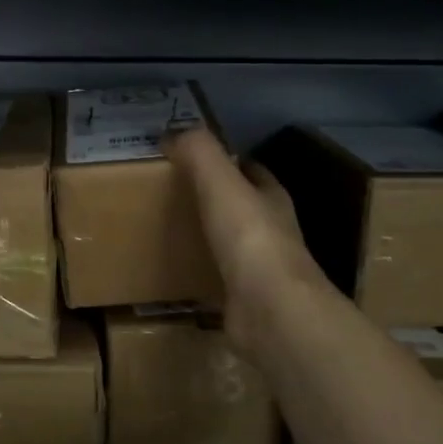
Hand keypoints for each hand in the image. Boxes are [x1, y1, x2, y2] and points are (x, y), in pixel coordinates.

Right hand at [166, 127, 337, 362]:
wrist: (269, 310)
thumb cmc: (249, 238)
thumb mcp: (220, 182)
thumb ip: (199, 152)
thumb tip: (173, 133)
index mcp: (272, 198)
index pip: (252, 171)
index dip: (228, 161)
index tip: (193, 159)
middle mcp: (273, 231)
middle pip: (243, 207)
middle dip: (216, 199)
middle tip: (173, 193)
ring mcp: (262, 269)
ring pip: (233, 244)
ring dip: (209, 237)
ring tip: (169, 230)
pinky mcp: (246, 300)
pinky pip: (219, 280)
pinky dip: (201, 274)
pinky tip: (176, 273)